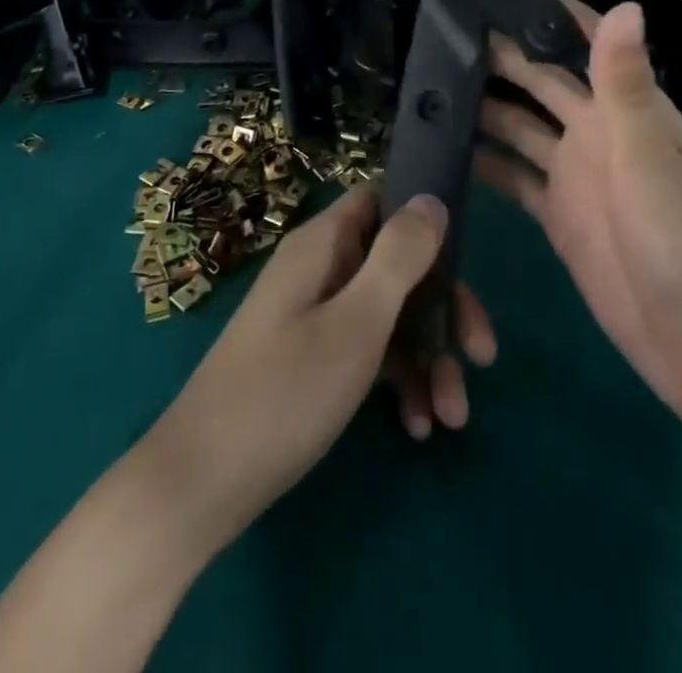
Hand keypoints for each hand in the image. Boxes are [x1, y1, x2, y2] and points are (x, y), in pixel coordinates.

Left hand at [142, 188, 495, 555]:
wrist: (200, 483)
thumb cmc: (285, 392)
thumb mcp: (356, 323)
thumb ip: (399, 257)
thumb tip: (431, 197)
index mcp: (324, 244)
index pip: (383, 200)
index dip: (425, 221)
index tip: (466, 260)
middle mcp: (321, 268)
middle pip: (396, 264)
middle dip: (442, 309)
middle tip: (481, 356)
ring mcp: (315, 314)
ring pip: (388, 314)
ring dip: (426, 358)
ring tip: (452, 417)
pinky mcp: (312, 357)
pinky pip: (366, 350)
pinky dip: (396, 381)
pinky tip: (417, 425)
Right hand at [473, 0, 681, 420]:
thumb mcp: (650, 160)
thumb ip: (626, 85)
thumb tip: (624, 3)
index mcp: (625, 107)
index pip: (583, 38)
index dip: (547, 4)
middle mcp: (595, 129)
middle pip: (539, 76)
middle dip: (499, 48)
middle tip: (441, 23)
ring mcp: (572, 171)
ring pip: (517, 122)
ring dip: (482, 102)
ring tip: (429, 80)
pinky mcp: (554, 210)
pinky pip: (511, 172)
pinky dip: (483, 159)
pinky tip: (446, 146)